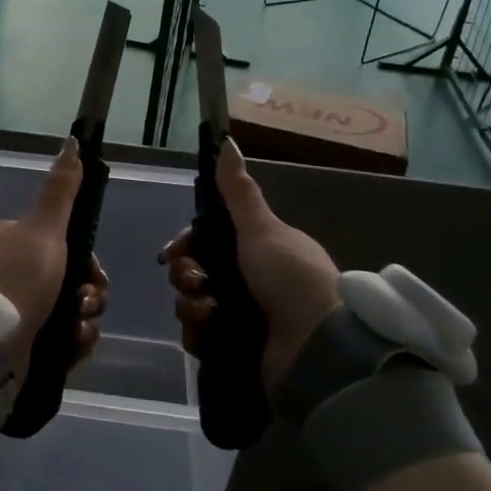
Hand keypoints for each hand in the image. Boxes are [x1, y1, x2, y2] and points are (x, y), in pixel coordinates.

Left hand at [0, 138, 106, 385]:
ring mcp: (17, 311)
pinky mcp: (22, 345)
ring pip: (72, 312)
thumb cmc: (20, 277)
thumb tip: (73, 142)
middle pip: (73, 280)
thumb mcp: (43, 227)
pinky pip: (64, 341)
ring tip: (76, 329)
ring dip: (85, 322)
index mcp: (14, 242)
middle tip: (85, 302)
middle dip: (89, 294)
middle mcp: (14, 274)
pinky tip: (72, 346)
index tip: (94, 274)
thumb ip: (60, 189)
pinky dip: (74, 344)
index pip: (66, 247)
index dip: (89, 262)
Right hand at [162, 139, 340, 395]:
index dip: (186, 245)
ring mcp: (244, 317)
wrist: (317, 344)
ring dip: (190, 306)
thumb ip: (239, 191)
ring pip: (194, 304)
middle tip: (195, 283)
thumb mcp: (262, 228)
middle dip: (185, 276)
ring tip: (205, 312)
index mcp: (259, 251)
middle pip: (196, 272)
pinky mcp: (238, 349)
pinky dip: (198, 334)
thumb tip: (227, 140)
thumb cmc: (289, 276)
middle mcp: (250, 282)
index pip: (208, 242)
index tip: (173, 253)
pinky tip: (206, 332)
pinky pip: (201, 337)